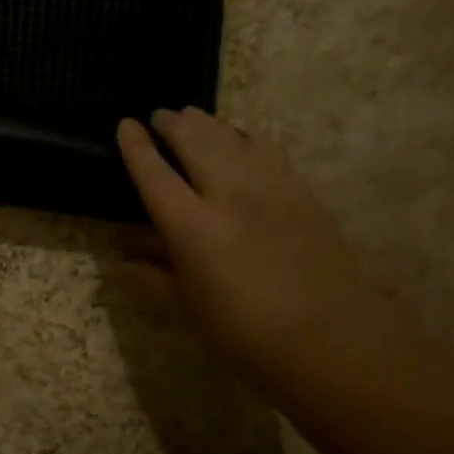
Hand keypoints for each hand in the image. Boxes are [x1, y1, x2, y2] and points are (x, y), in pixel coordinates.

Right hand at [116, 108, 395, 373]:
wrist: (330, 337)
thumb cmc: (245, 332)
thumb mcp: (189, 307)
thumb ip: (155, 277)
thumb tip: (123, 264)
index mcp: (191, 227)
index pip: (154, 174)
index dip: (136, 147)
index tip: (125, 124)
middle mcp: (228, 194)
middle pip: (195, 140)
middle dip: (173, 123)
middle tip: (160, 115)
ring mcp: (270, 187)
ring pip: (233, 136)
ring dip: (208, 123)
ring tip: (194, 118)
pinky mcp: (302, 190)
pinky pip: (268, 149)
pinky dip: (246, 137)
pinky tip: (242, 140)